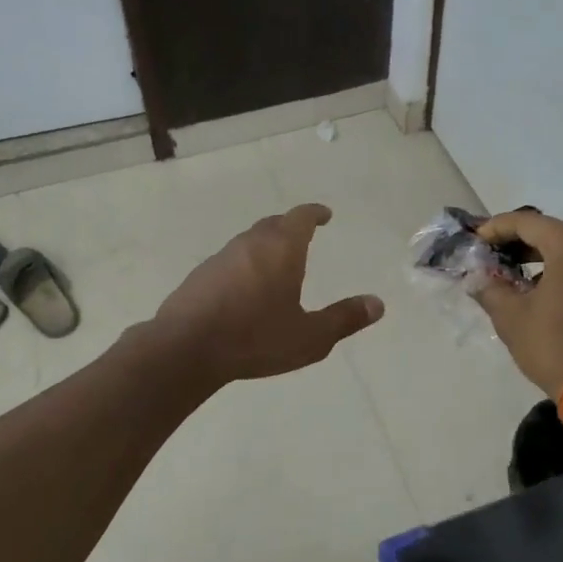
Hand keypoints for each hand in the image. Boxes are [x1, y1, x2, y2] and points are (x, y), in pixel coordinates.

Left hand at [151, 204, 384, 384]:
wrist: (185, 348)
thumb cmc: (255, 338)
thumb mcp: (310, 337)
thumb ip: (344, 319)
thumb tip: (378, 304)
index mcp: (281, 249)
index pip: (300, 217)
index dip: (314, 213)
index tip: (324, 214)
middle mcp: (250, 244)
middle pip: (273, 224)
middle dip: (291, 227)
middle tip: (304, 235)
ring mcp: (220, 257)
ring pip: (249, 241)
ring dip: (266, 245)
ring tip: (277, 263)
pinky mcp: (200, 276)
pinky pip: (230, 260)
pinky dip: (245, 265)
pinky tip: (245, 288)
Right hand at [473, 210, 562, 398]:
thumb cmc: (556, 347)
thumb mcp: (511, 317)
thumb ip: (490, 288)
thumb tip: (477, 278)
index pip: (527, 222)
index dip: (496, 228)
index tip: (475, 240)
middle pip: (552, 233)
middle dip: (518, 242)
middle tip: (490, 256)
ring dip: (541, 258)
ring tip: (513, 275)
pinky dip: (562, 272)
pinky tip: (542, 292)